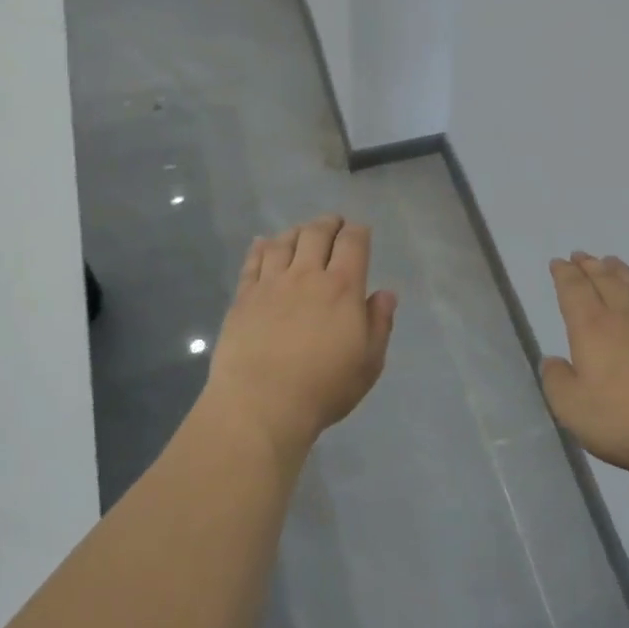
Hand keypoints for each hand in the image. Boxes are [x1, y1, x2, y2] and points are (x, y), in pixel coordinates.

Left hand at [205, 215, 398, 454]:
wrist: (262, 404)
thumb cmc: (324, 387)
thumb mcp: (368, 362)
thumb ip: (379, 323)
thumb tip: (385, 293)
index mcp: (343, 287)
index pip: (353, 242)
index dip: (358, 232)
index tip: (360, 232)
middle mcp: (306, 275)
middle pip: (316, 233)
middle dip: (329, 223)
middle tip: (333, 224)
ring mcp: (271, 283)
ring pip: (283, 242)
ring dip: (296, 231)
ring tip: (301, 233)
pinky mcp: (243, 297)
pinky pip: (253, 261)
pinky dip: (261, 247)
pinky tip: (263, 243)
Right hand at [541, 253, 628, 485]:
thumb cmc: (627, 418)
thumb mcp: (573, 408)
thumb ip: (557, 381)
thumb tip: (553, 361)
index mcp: (591, 328)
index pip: (574, 290)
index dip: (564, 274)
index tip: (558, 262)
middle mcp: (623, 316)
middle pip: (604, 280)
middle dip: (589, 266)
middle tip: (580, 255)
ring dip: (619, 271)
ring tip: (610, 261)